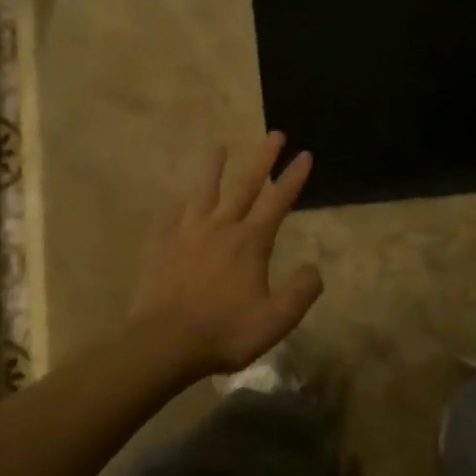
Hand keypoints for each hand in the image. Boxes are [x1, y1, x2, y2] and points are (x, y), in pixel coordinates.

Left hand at [129, 134, 323, 377]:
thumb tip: (313, 269)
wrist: (165, 342)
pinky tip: (179, 200)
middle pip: (245, 185)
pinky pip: (172, 215)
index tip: (304, 154)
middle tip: (274, 134)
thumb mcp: (276, 319)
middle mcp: (221, 227)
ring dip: (214, 168)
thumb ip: (301, 292)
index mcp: (251, 242)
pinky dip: (179, 204)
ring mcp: (187, 233)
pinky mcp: (162, 245)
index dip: (293, 177)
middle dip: (263, 158)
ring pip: (204, 191)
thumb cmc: (225, 332)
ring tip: (218, 147)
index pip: (278, 201)